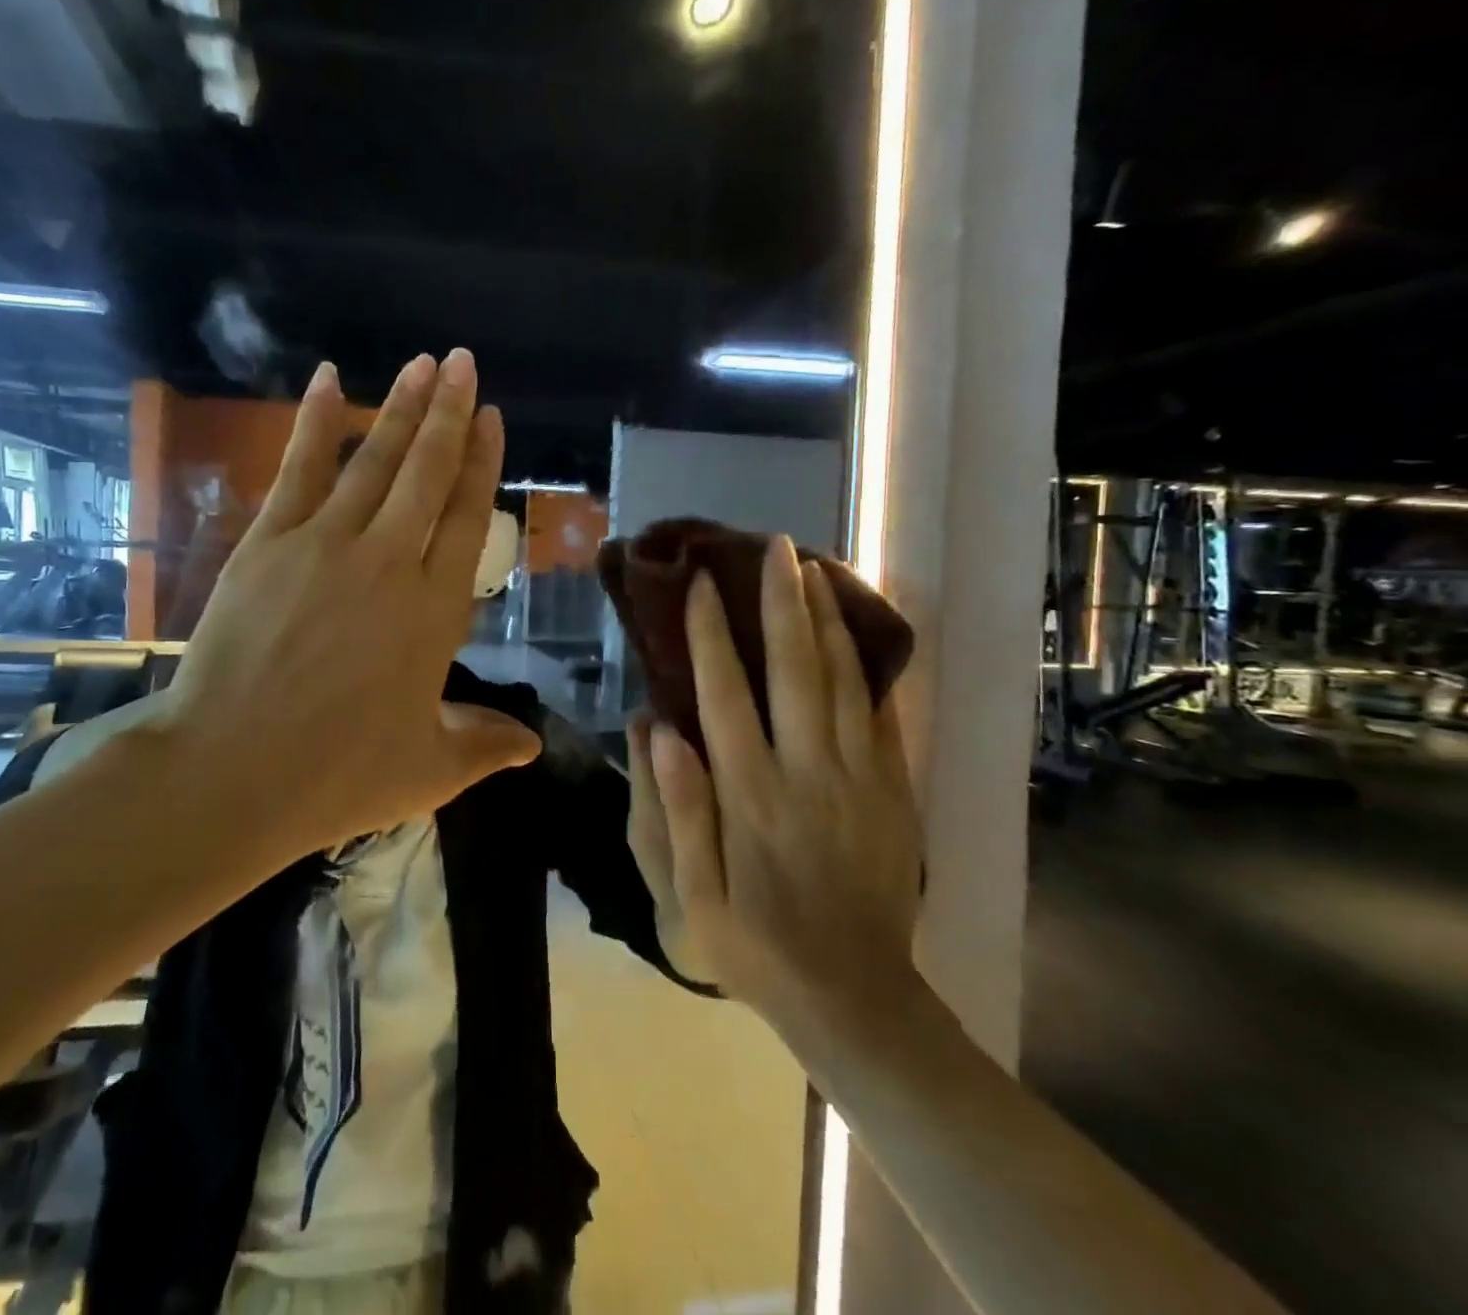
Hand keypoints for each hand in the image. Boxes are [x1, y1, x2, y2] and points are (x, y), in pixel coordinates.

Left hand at [149, 351, 540, 868]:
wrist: (230, 773)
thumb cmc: (339, 775)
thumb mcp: (430, 769)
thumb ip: (485, 745)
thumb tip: (532, 745)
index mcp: (435, 611)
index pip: (468, 517)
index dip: (483, 463)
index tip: (493, 418)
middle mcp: (389, 562)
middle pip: (427, 473)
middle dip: (450, 412)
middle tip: (464, 362)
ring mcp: (324, 545)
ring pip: (373, 461)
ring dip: (400, 408)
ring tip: (423, 364)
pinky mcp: (268, 543)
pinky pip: (299, 469)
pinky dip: (316, 423)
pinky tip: (330, 380)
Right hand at [643, 536, 922, 1031]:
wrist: (856, 997)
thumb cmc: (756, 945)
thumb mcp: (692, 896)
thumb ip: (677, 811)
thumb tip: (655, 730)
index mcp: (749, 795)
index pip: (724, 694)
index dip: (710, 634)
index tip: (702, 584)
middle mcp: (805, 772)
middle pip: (793, 670)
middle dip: (780, 603)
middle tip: (775, 548)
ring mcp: (857, 778)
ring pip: (841, 681)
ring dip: (825, 620)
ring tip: (813, 569)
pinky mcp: (891, 791)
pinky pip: (879, 715)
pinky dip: (866, 666)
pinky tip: (856, 632)